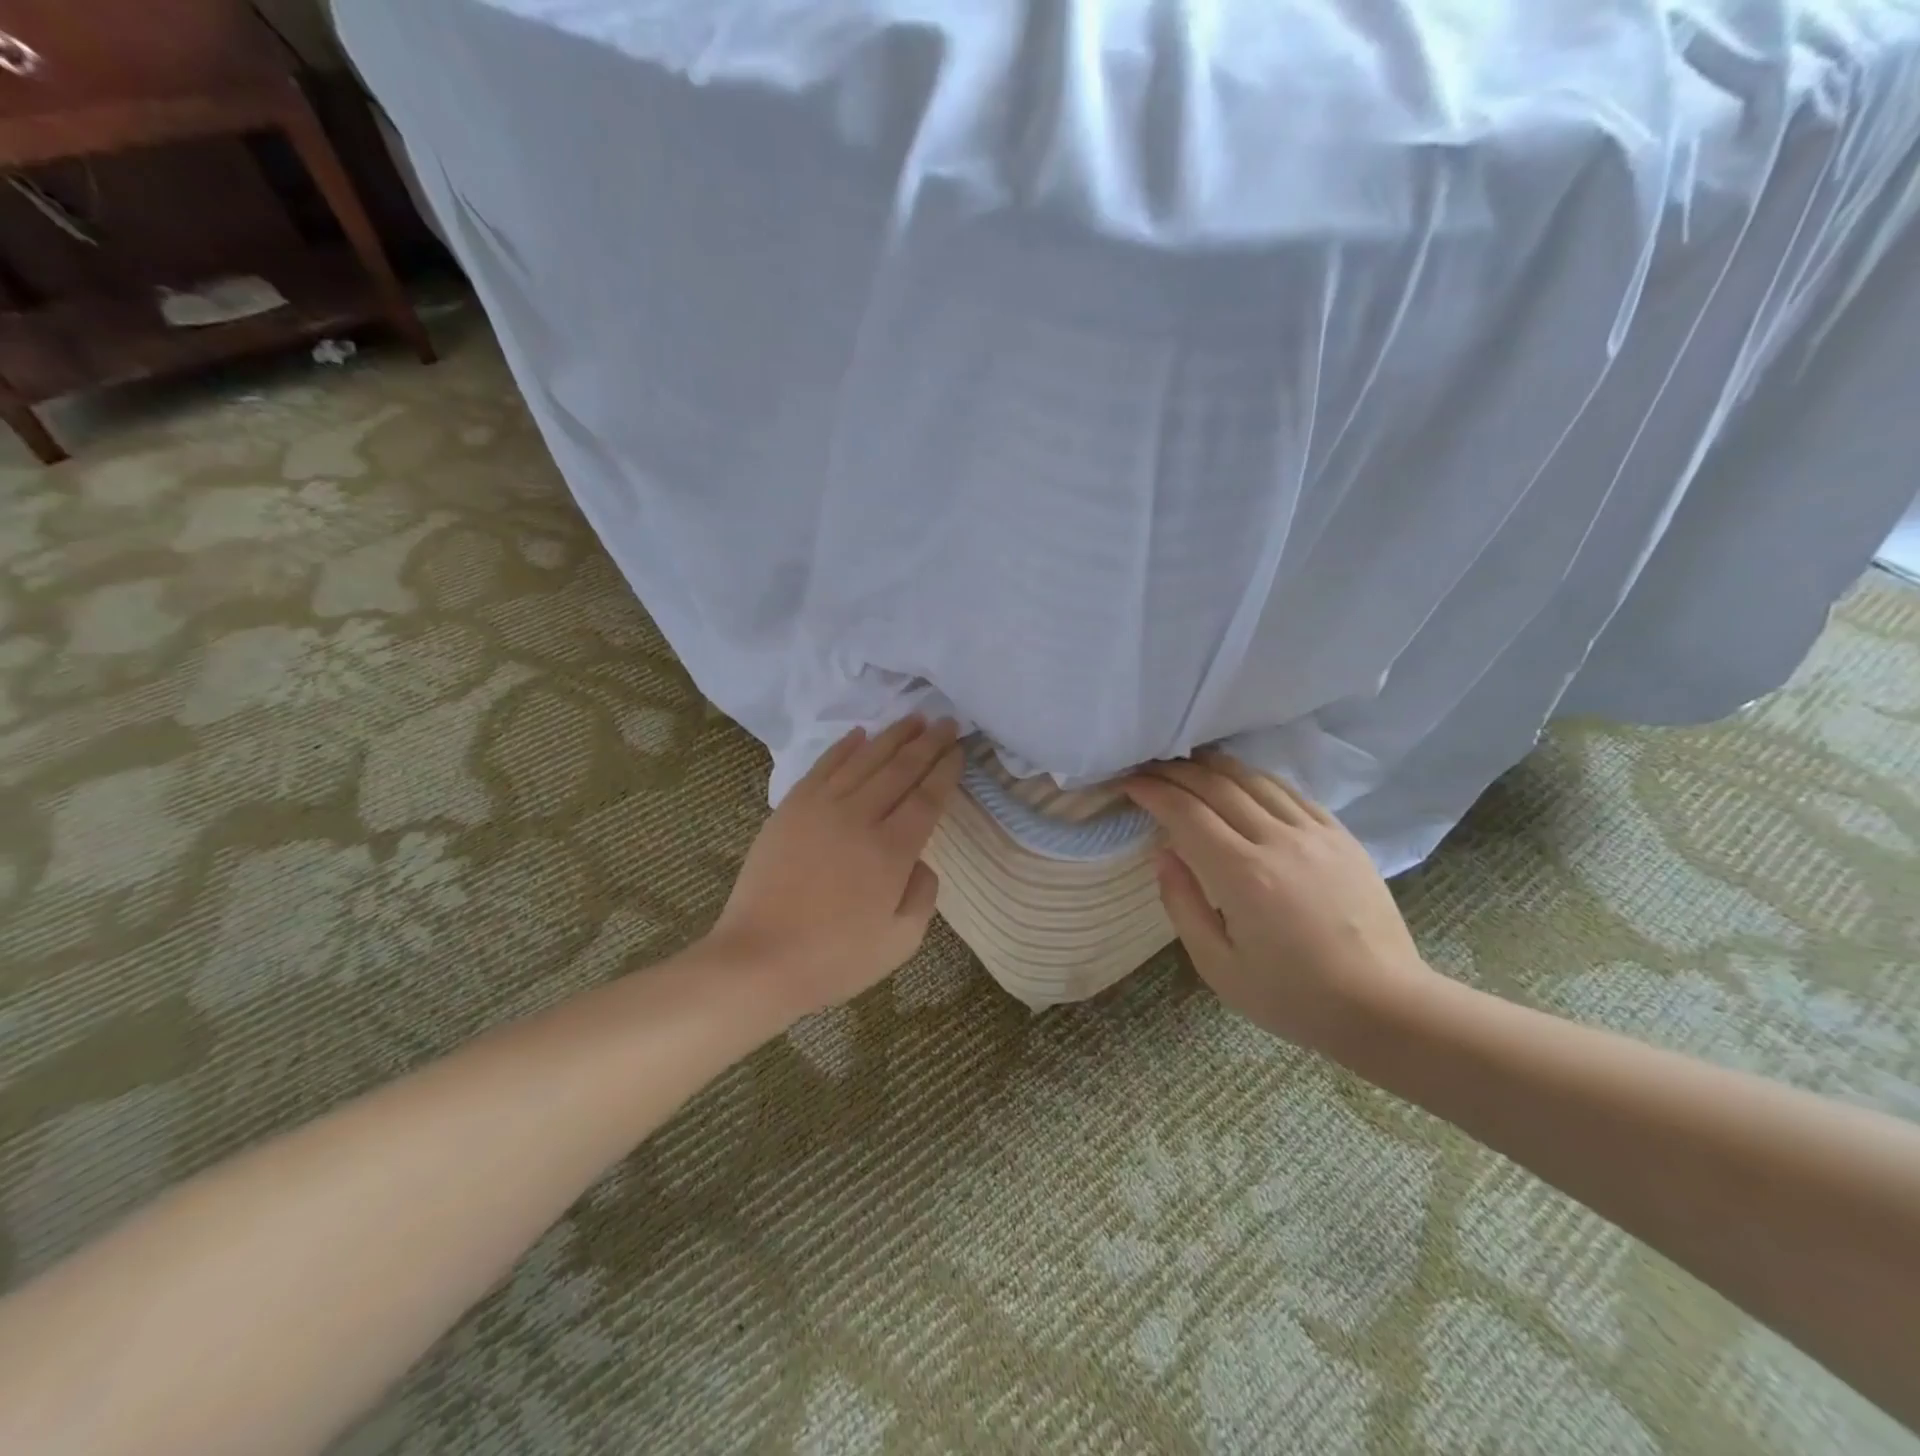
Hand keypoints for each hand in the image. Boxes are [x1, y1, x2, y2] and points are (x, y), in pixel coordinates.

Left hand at [711, 715, 963, 1021]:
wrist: (759, 959)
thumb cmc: (834, 958)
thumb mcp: (900, 942)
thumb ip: (923, 895)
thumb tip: (921, 861)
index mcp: (891, 851)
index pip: (927, 798)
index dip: (945, 770)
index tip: (958, 749)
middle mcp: (860, 818)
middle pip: (900, 770)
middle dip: (927, 743)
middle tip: (946, 721)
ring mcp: (821, 809)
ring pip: (864, 761)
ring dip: (892, 736)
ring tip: (913, 717)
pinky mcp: (790, 809)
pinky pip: (823, 767)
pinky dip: (844, 748)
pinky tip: (860, 734)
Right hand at [1124, 752, 1435, 1052]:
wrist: (1384, 1005)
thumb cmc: (1292, 996)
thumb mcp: (1219, 967)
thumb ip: (1182, 905)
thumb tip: (1163, 854)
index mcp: (1242, 874)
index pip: (1186, 813)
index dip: (1152, 791)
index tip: (1129, 783)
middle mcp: (1277, 841)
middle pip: (1216, 786)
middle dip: (1175, 771)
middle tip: (1148, 768)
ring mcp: (1314, 833)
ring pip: (1254, 780)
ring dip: (1214, 766)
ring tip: (1187, 763)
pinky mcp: (1340, 836)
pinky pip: (1290, 792)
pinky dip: (1256, 778)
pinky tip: (1241, 779)